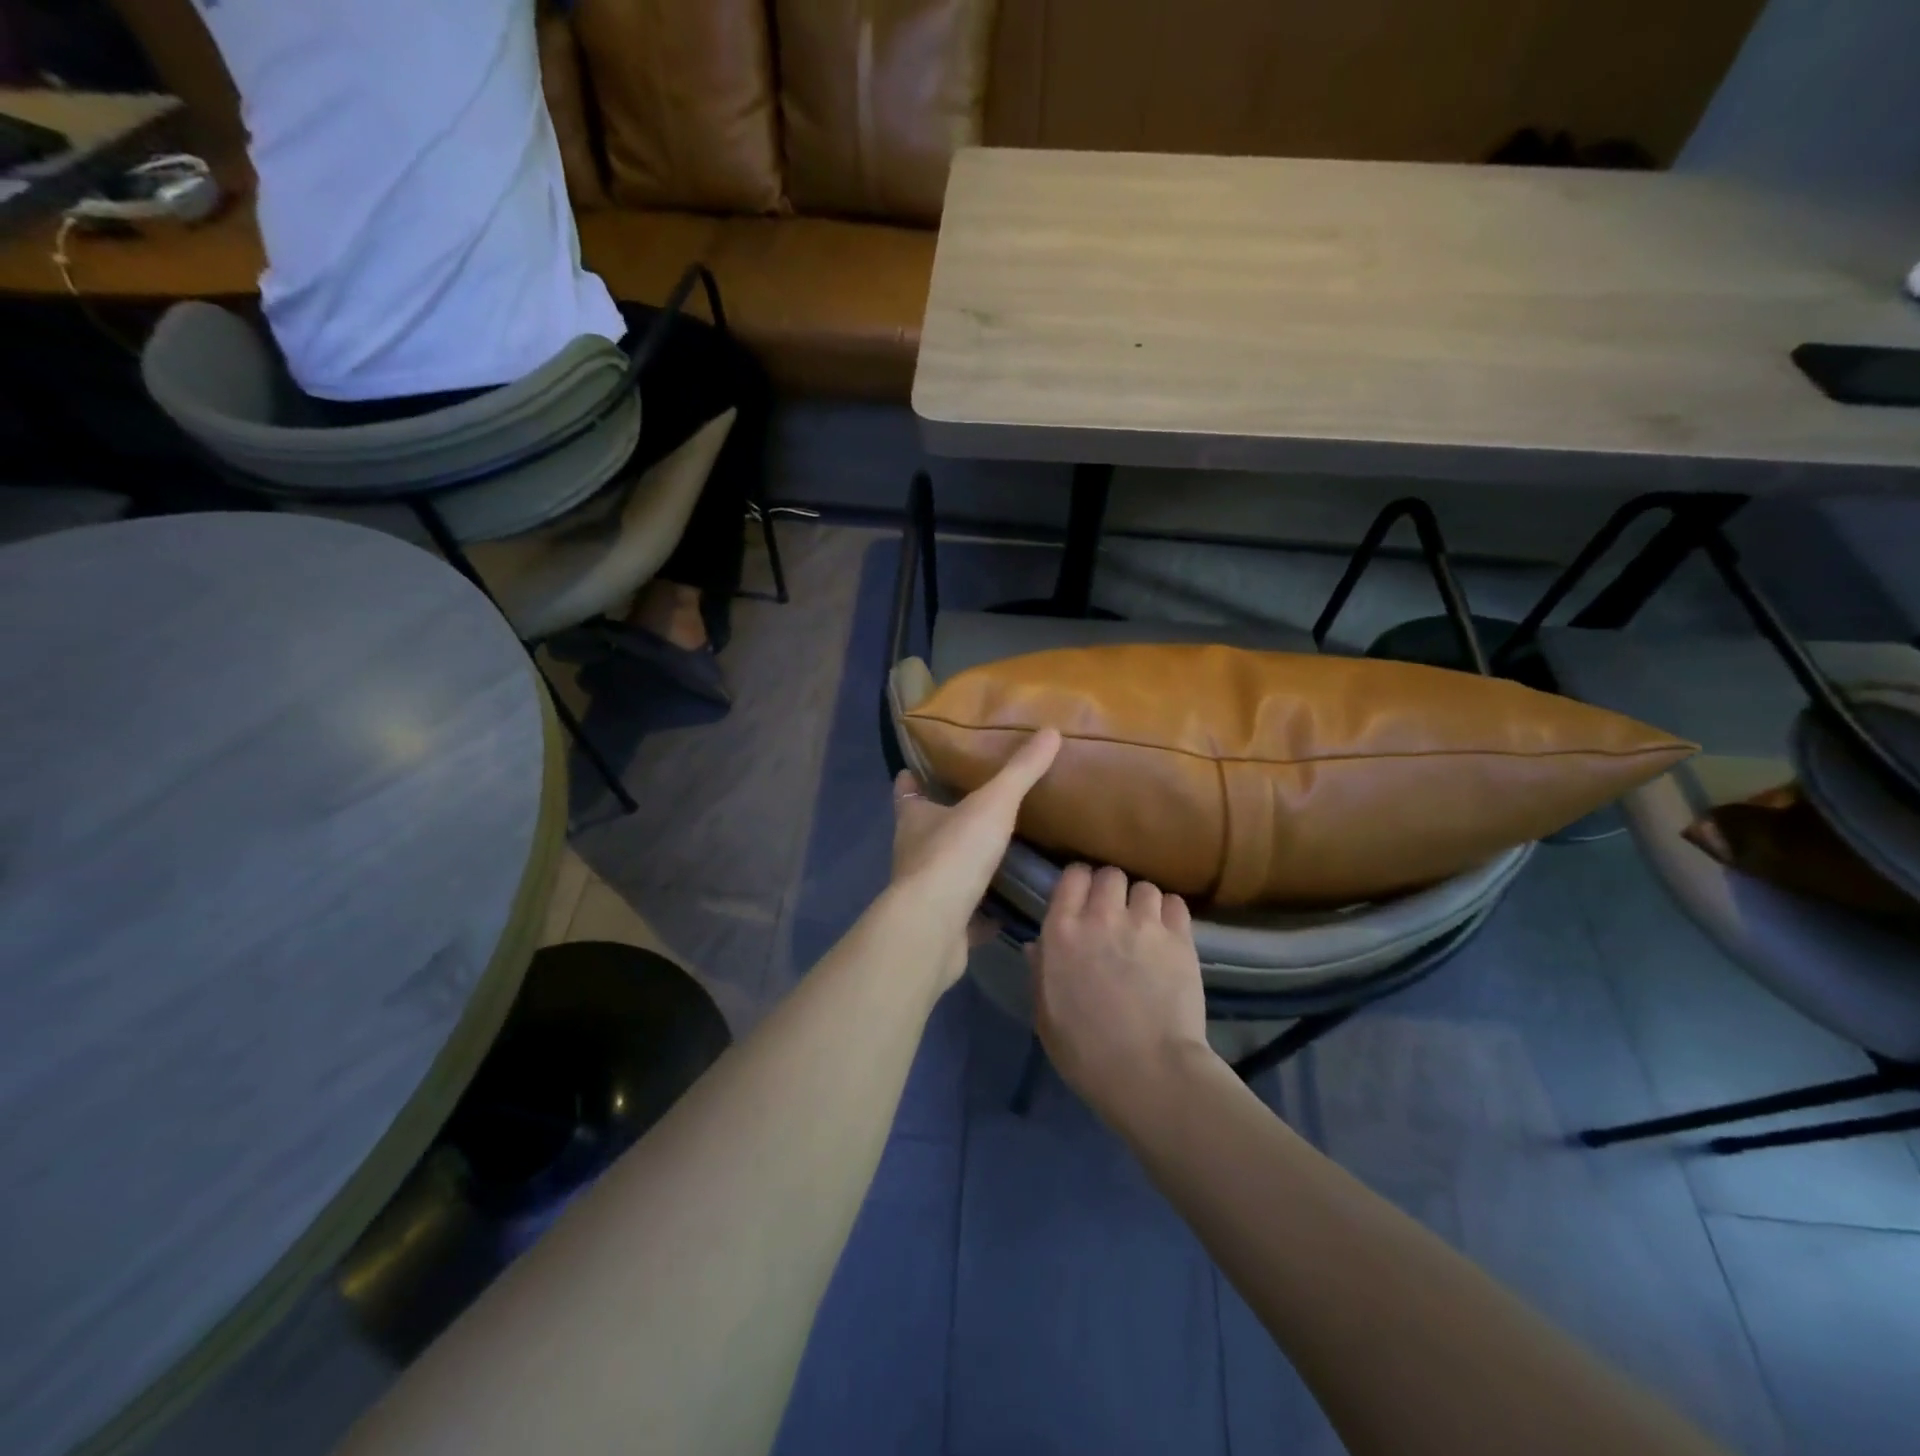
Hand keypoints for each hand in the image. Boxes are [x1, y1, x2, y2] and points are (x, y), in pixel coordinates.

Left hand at [889, 728, 1060, 987]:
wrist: (934, 928)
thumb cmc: (954, 855)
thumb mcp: (993, 803)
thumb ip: (1021, 771)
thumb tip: (1051, 731)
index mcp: (914, 819)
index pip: (906, 791)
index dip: (913, 779)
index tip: (923, 769)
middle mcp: (913, 853)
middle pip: (927, 831)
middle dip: (947, 821)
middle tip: (982, 807)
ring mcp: (926, 893)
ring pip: (946, 872)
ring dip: (967, 865)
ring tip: (1002, 853)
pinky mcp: (942, 926)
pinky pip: (966, 914)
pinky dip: (982, 911)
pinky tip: (1008, 908)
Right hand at [1028, 864, 1213, 1122]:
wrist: (1148, 1072)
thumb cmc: (1085, 1051)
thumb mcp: (1045, 1014)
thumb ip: (1040, 971)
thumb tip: (1036, 945)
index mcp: (1062, 931)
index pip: (1072, 875)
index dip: (1078, 884)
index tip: (1081, 900)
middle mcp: (1102, 916)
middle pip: (1109, 874)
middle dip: (1110, 889)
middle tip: (1113, 914)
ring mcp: (1144, 924)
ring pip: (1144, 887)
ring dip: (1141, 903)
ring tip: (1144, 926)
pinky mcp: (1180, 939)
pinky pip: (1175, 903)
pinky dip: (1169, 914)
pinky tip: (1167, 935)